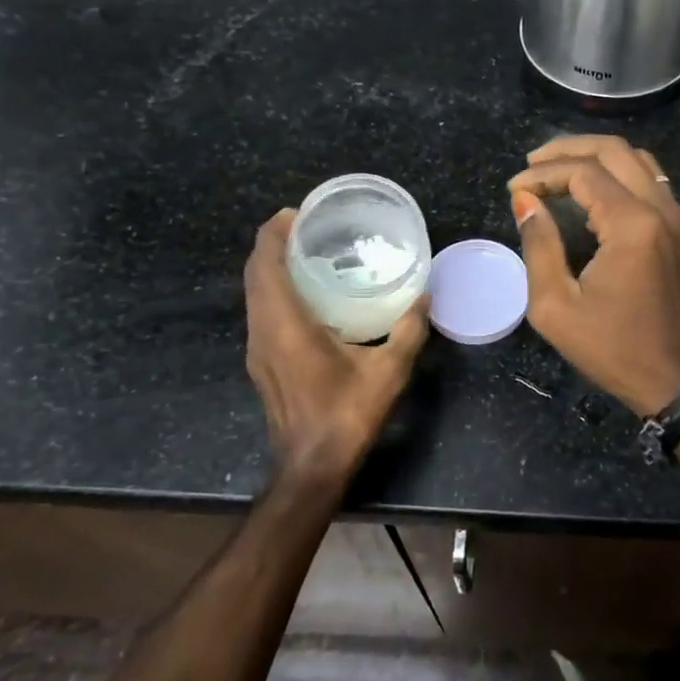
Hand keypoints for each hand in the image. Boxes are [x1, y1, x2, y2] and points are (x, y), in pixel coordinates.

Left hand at [243, 210, 430, 485]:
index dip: (274, 232)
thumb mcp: (388, 372)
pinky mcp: (262, 362)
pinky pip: (261, 311)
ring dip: (271, 266)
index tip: (296, 212)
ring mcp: (257, 349)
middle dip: (273, 243)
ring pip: (254, 294)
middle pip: (254, 274)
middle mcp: (262, 331)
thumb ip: (408, 330)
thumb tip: (425, 295)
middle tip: (307, 225)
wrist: (311, 467)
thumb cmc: (346, 416)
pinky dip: (275, 289)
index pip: (265, 264)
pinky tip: (308, 294)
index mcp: (285, 325)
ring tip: (308, 251)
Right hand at [508, 136, 679, 415]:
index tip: (514, 189)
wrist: (673, 380)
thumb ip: (539, 244)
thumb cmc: (610, 348)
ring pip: (636, 159)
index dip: (543, 173)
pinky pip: (649, 180)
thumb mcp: (555, 305)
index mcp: (632, 224)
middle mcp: (660, 208)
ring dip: (595, 156)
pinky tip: (589, 192)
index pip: (583, 172)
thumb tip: (524, 200)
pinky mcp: (678, 229)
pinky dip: (616, 173)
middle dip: (568, 149)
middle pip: (614, 150)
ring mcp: (675, 216)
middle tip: (532, 163)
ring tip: (556, 170)